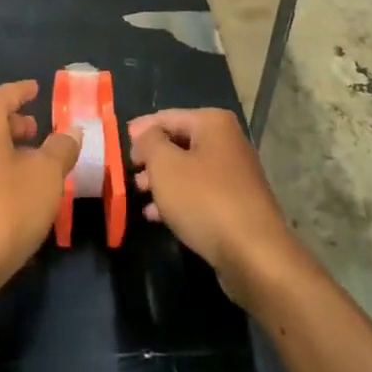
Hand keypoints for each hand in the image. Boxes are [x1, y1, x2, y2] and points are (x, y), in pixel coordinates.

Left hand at [0, 81, 77, 295]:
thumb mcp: (46, 177)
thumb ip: (61, 149)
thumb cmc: (3, 210)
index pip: (6, 94)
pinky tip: (10, 193)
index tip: (37, 89)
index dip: (24, 91)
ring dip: (3, 150)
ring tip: (30, 164)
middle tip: (38, 130)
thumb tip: (71, 130)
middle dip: (14, 123)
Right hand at [128, 108, 302, 306]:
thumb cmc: (204, 200)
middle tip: (128, 172)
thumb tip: (144, 133)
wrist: (254, 255)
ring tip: (137, 194)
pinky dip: (177, 199)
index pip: (167, 116)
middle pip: (179, 142)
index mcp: (213, 123)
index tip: (118, 144)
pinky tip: (155, 215)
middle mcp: (228, 142)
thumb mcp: (165, 165)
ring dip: (161, 180)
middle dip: (151, 157)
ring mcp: (235, 175)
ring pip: (188, 170)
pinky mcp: (236, 204)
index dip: (140, 129)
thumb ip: (149, 142)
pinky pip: (199, 193)